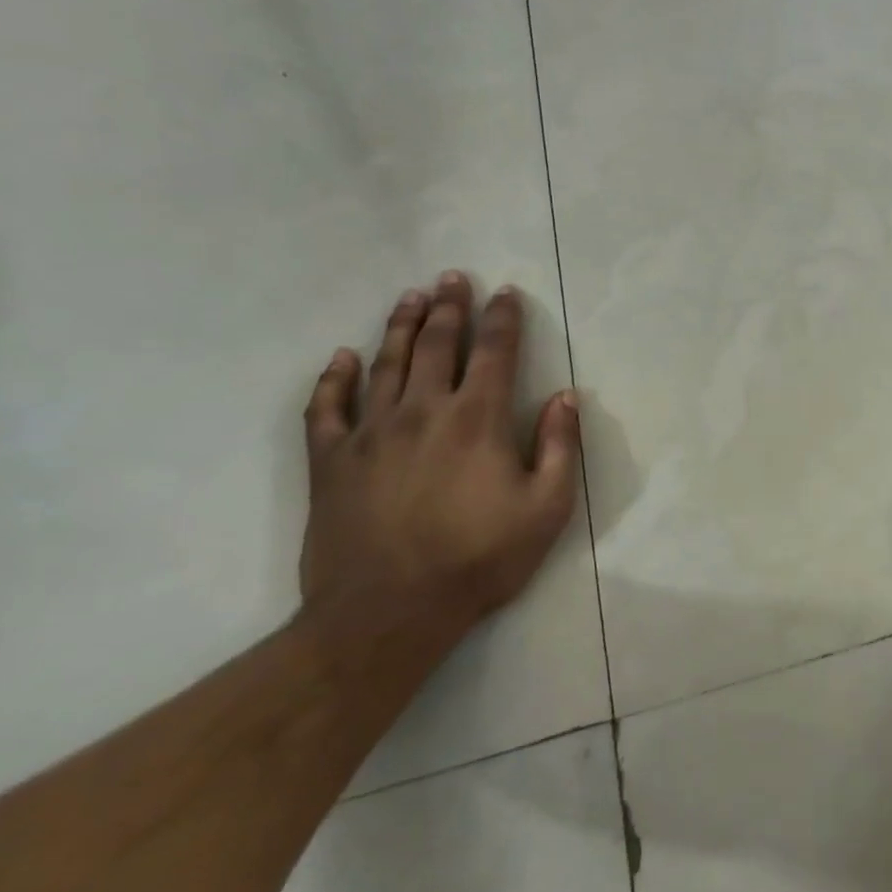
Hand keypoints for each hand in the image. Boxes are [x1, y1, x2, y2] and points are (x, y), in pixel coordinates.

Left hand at [299, 272, 582, 640]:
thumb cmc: (479, 559)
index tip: (505, 292)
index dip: (502, 318)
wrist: (386, 614)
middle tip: (452, 278)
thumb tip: (566, 397)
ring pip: (386, 363)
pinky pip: (326, 408)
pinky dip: (333, 378)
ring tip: (411, 297)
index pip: (495, 352)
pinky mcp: (331, 462)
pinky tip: (342, 358)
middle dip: (449, 307)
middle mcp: (423, 411)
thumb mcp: (547, 508)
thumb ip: (560, 447)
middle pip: (438, 344)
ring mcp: (370, 433)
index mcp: (477, 419)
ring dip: (401, 326)